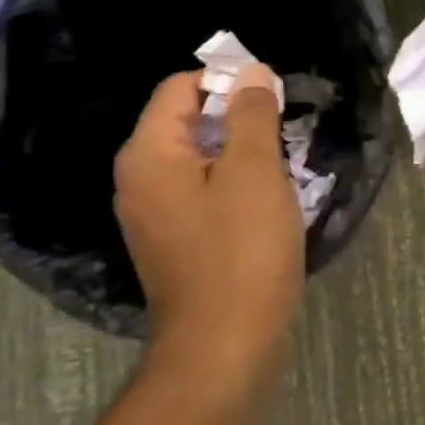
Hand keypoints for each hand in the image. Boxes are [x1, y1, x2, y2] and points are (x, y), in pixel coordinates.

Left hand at [114, 63, 305, 372]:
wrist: (223, 352)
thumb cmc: (241, 254)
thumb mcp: (254, 173)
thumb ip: (250, 114)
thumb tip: (250, 72)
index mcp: (149, 154)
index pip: (181, 87)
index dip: (228, 81)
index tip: (274, 99)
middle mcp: (139, 179)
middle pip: (187, 121)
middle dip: (238, 119)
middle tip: (284, 134)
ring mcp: (153, 215)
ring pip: (199, 159)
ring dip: (240, 154)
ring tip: (283, 167)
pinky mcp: (173, 242)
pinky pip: (201, 193)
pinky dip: (232, 186)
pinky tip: (267, 203)